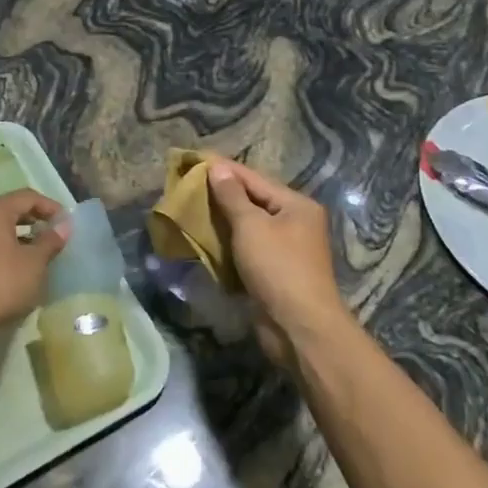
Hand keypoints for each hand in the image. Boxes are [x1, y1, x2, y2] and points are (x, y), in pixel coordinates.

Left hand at [0, 189, 68, 336]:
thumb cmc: (2, 283)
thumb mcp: (34, 262)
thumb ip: (50, 241)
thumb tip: (64, 225)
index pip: (27, 196)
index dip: (50, 206)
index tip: (67, 222)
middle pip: (11, 209)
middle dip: (35, 219)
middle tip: (55, 233)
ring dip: (22, 235)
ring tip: (41, 251)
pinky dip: (7, 248)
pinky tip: (19, 267)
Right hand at [207, 160, 348, 367]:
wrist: (300, 328)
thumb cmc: (277, 268)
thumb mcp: (251, 226)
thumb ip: (232, 196)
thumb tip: (217, 168)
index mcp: (296, 204)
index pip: (253, 177)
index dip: (222, 168)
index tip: (193, 158)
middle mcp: (295, 222)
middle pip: (252, 200)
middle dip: (221, 193)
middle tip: (188, 184)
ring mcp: (286, 248)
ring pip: (248, 225)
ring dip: (222, 219)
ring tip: (191, 208)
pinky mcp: (275, 272)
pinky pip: (247, 247)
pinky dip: (228, 242)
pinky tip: (206, 238)